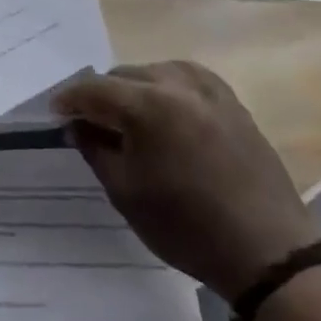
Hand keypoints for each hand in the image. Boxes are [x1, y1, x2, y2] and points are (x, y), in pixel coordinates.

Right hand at [53, 61, 318, 297]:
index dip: (69, 99)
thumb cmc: (185, 225)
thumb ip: (95, 149)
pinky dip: (167, 88)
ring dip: (134, 88)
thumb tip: (78, 125)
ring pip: (157, 72)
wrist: (266, 249)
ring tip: (125, 116)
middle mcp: (179, 85)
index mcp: (148, 105)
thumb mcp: (125, 192)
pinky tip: (163, 111)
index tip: (54, 113)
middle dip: (101, 94)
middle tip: (87, 121)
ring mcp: (211, 91)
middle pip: (125, 75)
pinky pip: (188, 80)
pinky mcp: (233, 103)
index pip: (94, 89)